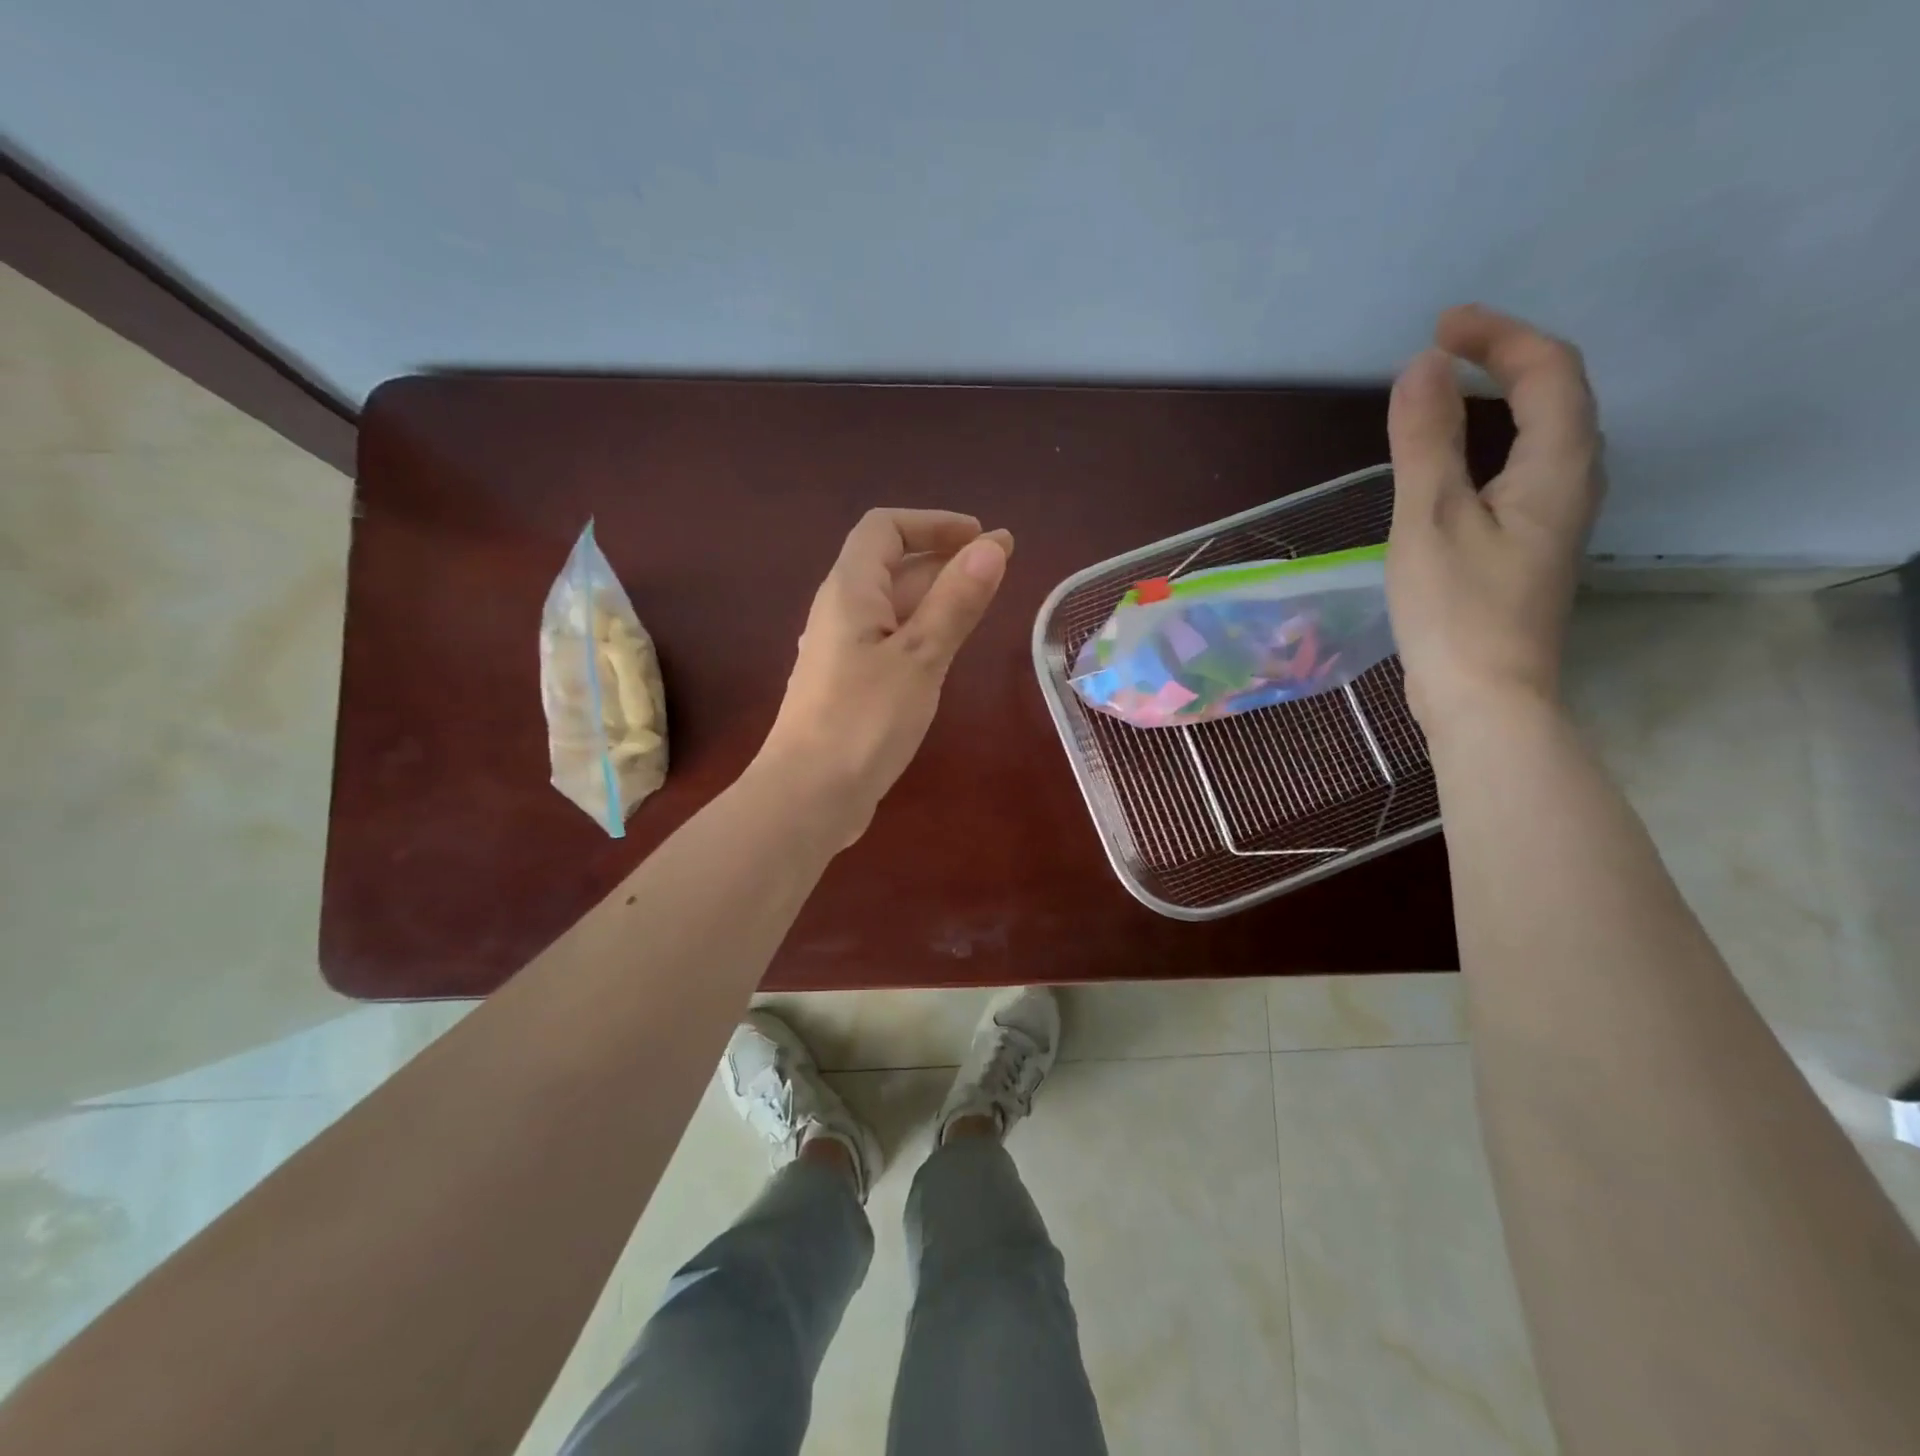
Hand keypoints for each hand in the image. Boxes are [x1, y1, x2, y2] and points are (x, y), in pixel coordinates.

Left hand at [754, 508, 1011, 844]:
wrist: (808, 796)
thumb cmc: (864, 721)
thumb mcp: (920, 657)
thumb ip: (955, 601)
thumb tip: (992, 546)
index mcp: (850, 590)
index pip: (884, 528)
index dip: (933, 523)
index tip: (981, 537)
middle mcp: (840, 611)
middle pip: (891, 565)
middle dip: (944, 557)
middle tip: (999, 567)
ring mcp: (842, 650)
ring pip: (891, 605)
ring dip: (935, 594)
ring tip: (982, 602)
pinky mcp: (849, 684)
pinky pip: (888, 639)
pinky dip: (921, 630)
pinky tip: (946, 649)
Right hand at [1386, 304, 1603, 734]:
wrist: (1483, 699)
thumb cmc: (1456, 611)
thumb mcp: (1430, 520)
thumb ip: (1426, 442)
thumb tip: (1420, 366)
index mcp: (1558, 467)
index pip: (1548, 370)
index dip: (1499, 336)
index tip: (1439, 327)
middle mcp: (1573, 484)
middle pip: (1557, 397)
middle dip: (1503, 361)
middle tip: (1441, 353)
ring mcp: (1554, 521)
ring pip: (1542, 437)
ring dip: (1499, 403)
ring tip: (1444, 396)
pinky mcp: (1528, 551)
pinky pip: (1520, 473)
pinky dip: (1489, 447)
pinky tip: (1452, 467)